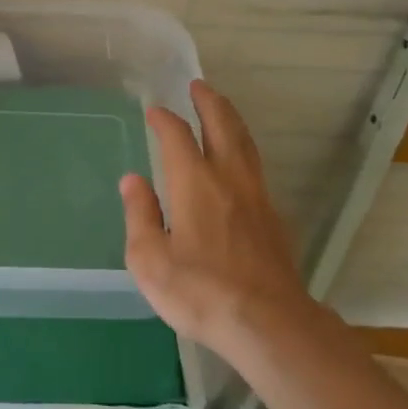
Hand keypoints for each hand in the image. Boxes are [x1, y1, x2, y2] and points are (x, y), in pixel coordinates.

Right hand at [120, 80, 316, 360]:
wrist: (269, 323)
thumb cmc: (201, 291)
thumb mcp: (150, 260)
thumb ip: (140, 215)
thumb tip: (133, 180)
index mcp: (194, 182)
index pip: (177, 136)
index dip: (164, 119)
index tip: (155, 110)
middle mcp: (228, 178)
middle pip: (222, 126)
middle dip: (209, 102)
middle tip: (199, 86)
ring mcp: (256, 195)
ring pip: (244, 143)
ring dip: (230, 119)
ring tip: (221, 109)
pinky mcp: (273, 217)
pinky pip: (256, 165)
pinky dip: (244, 147)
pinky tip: (240, 159)